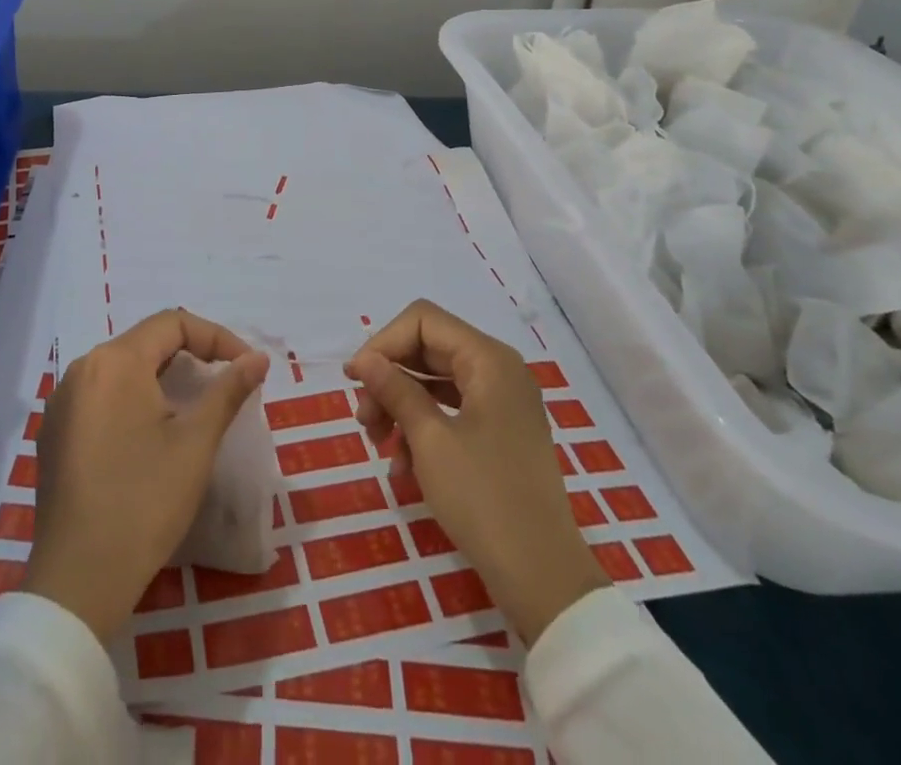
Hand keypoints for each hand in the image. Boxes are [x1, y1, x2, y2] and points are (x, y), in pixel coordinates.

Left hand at [23, 310, 270, 644]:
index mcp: (115, 361)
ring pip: (122, 369)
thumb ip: (228, 390)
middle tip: (224, 384)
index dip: (216, 337)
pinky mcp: (54, 433)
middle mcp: (82, 368)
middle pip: (145, 342)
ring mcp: (62, 402)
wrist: (77, 581)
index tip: (246, 366)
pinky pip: (101, 396)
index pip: (172, 323)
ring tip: (192, 408)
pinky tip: (148, 435)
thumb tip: (257, 358)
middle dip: (191, 355)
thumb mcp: (195, 443)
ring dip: (161, 378)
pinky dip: (133, 400)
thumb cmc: (144, 502)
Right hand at [346, 300, 607, 646]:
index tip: (356, 380)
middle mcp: (498, 370)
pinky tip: (401, 465)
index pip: (423, 321)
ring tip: (377, 443)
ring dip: (400, 405)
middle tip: (363, 419)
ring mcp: (502, 403)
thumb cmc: (484, 499)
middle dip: (389, 378)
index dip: (384, 342)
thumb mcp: (430, 440)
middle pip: (428, 349)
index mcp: (489, 359)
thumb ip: (395, 389)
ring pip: (436, 381)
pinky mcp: (500, 433)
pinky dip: (422, 427)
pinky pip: (451, 411)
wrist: (544, 579)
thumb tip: (364, 359)